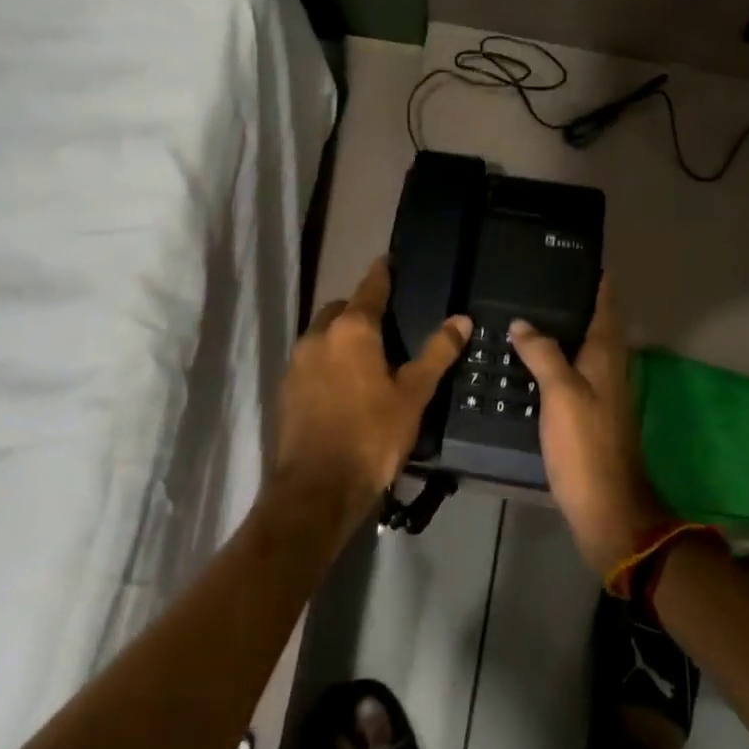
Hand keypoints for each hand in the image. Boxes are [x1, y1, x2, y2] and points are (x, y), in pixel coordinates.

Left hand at [274, 257, 469, 528]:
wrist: (316, 489)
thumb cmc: (372, 435)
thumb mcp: (413, 394)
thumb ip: (437, 353)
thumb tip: (461, 319)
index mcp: (351, 329)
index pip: (371, 287)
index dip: (383, 272)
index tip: (390, 259)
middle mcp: (318, 335)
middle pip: (342, 308)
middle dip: (361, 308)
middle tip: (386, 322)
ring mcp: (297, 362)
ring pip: (323, 334)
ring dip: (342, 334)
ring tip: (367, 354)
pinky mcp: (286, 388)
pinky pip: (311, 359)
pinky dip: (328, 359)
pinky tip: (345, 382)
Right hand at [509, 277, 673, 577]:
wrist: (606, 507)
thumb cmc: (586, 445)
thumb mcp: (562, 393)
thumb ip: (543, 353)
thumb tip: (523, 322)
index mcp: (606, 355)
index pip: (605, 303)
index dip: (595, 278)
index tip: (574, 254)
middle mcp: (607, 367)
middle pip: (592, 322)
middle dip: (571, 298)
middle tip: (535, 279)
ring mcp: (598, 391)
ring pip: (578, 347)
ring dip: (559, 329)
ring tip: (523, 311)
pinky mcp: (586, 413)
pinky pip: (568, 372)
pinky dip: (550, 358)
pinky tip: (525, 360)